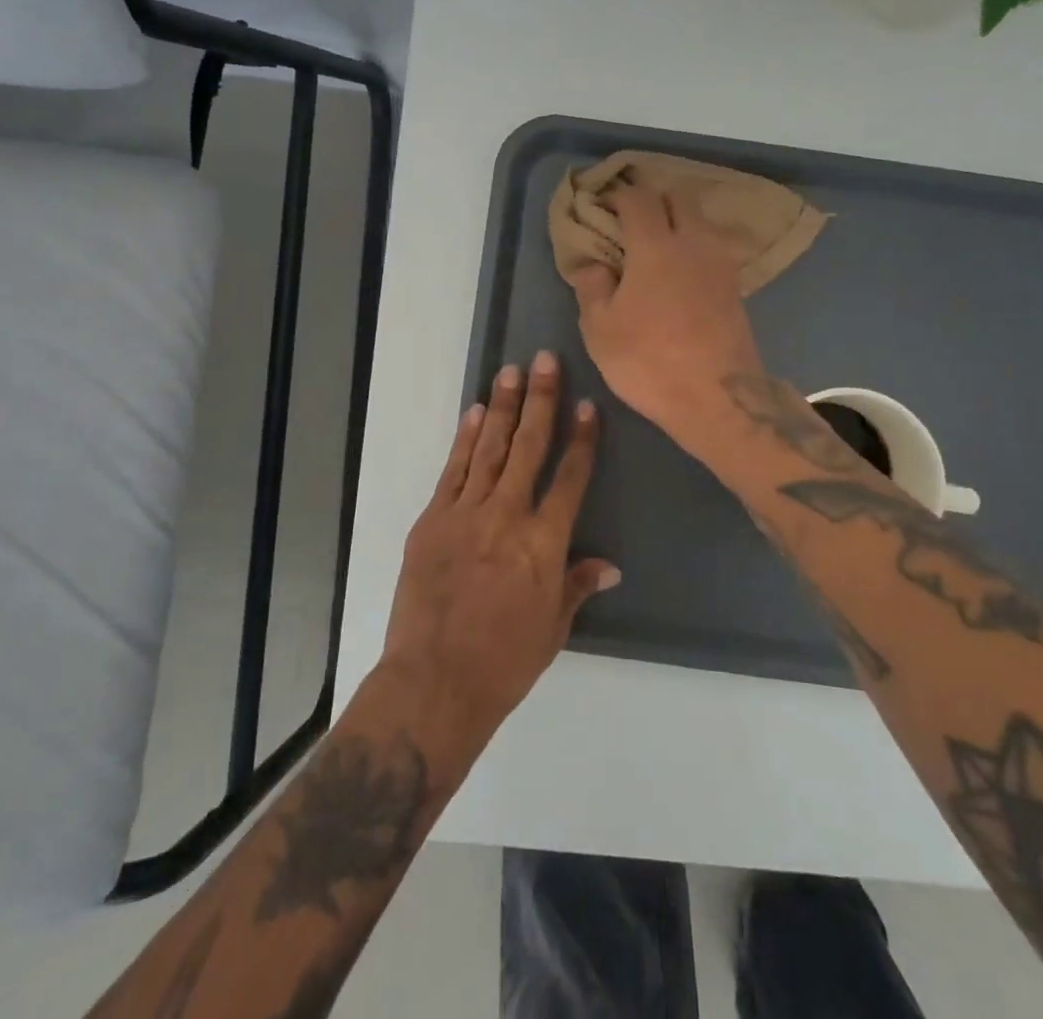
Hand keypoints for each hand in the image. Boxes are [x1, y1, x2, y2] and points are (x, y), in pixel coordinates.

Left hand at [380, 351, 618, 745]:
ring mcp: (466, 513)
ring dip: (503, 408)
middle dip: (541, 401)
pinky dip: (466, 440)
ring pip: (490, 449)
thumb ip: (578, 584)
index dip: (581, 440)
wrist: (434, 681)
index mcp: (544, 542)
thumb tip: (610, 564)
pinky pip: (454, 470)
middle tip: (546, 361)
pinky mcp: (433, 519)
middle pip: (529, 448)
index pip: (570, 478)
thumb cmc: (504, 662)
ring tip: (512, 372)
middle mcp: (507, 515)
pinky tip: (476, 414)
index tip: (587, 406)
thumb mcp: (553, 627)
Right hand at [571, 184, 766, 444]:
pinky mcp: (735, 287)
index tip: (602, 207)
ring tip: (655, 248)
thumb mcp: (600, 329)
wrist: (717, 397)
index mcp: (655, 245)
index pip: (637, 198)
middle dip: (653, 200)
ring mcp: (720, 263)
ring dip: (677, 223)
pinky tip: (678, 273)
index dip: (617, 195)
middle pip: (678, 198)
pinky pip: (710, 249)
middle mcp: (693, 243)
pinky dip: (693, 248)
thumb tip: (593, 264)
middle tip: (630, 221)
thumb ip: (592, 287)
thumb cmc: (648, 360)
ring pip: (699, 222)